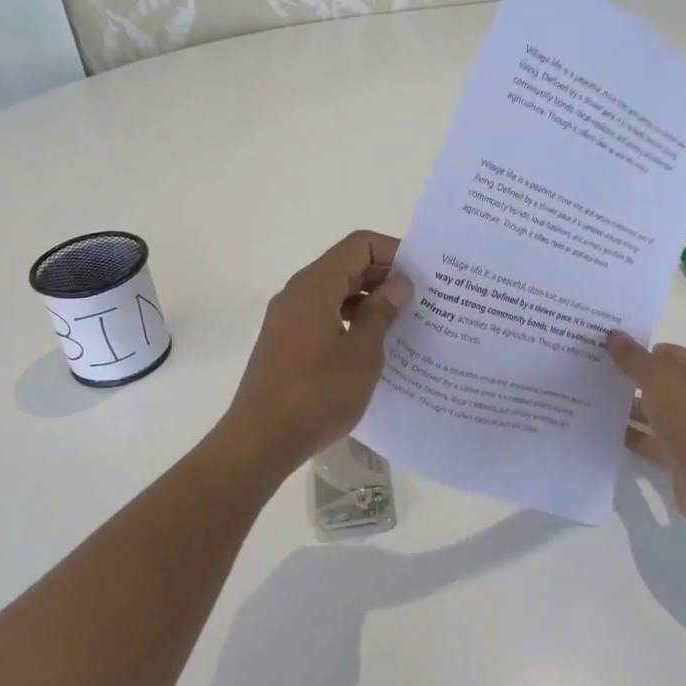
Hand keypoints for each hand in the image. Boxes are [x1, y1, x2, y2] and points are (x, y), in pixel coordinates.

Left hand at [220, 231, 413, 473]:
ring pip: (336, 293)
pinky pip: (324, 316)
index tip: (424, 275)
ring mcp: (288, 319)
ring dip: (369, 302)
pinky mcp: (286, 343)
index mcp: (315, 286)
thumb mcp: (362, 353)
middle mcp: (298, 293)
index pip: (359, 245)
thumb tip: (399, 284)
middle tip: (423, 300)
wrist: (261, 440)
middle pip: (347, 266)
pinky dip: (351, 321)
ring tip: (405, 323)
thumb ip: (382, 313)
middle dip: (385, 277)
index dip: (393, 251)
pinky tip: (374, 347)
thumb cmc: (317, 394)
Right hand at [608, 331, 685, 539]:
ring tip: (595, 399)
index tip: (619, 349)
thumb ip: (636, 359)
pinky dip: (633, 437)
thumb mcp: (661, 381)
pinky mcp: (683, 461)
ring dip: (632, 409)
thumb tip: (615, 335)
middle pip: (667, 386)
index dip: (651, 350)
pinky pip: (653, 443)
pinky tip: (604, 431)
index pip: (679, 356)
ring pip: (658, 415)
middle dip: (637, 379)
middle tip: (601, 372)